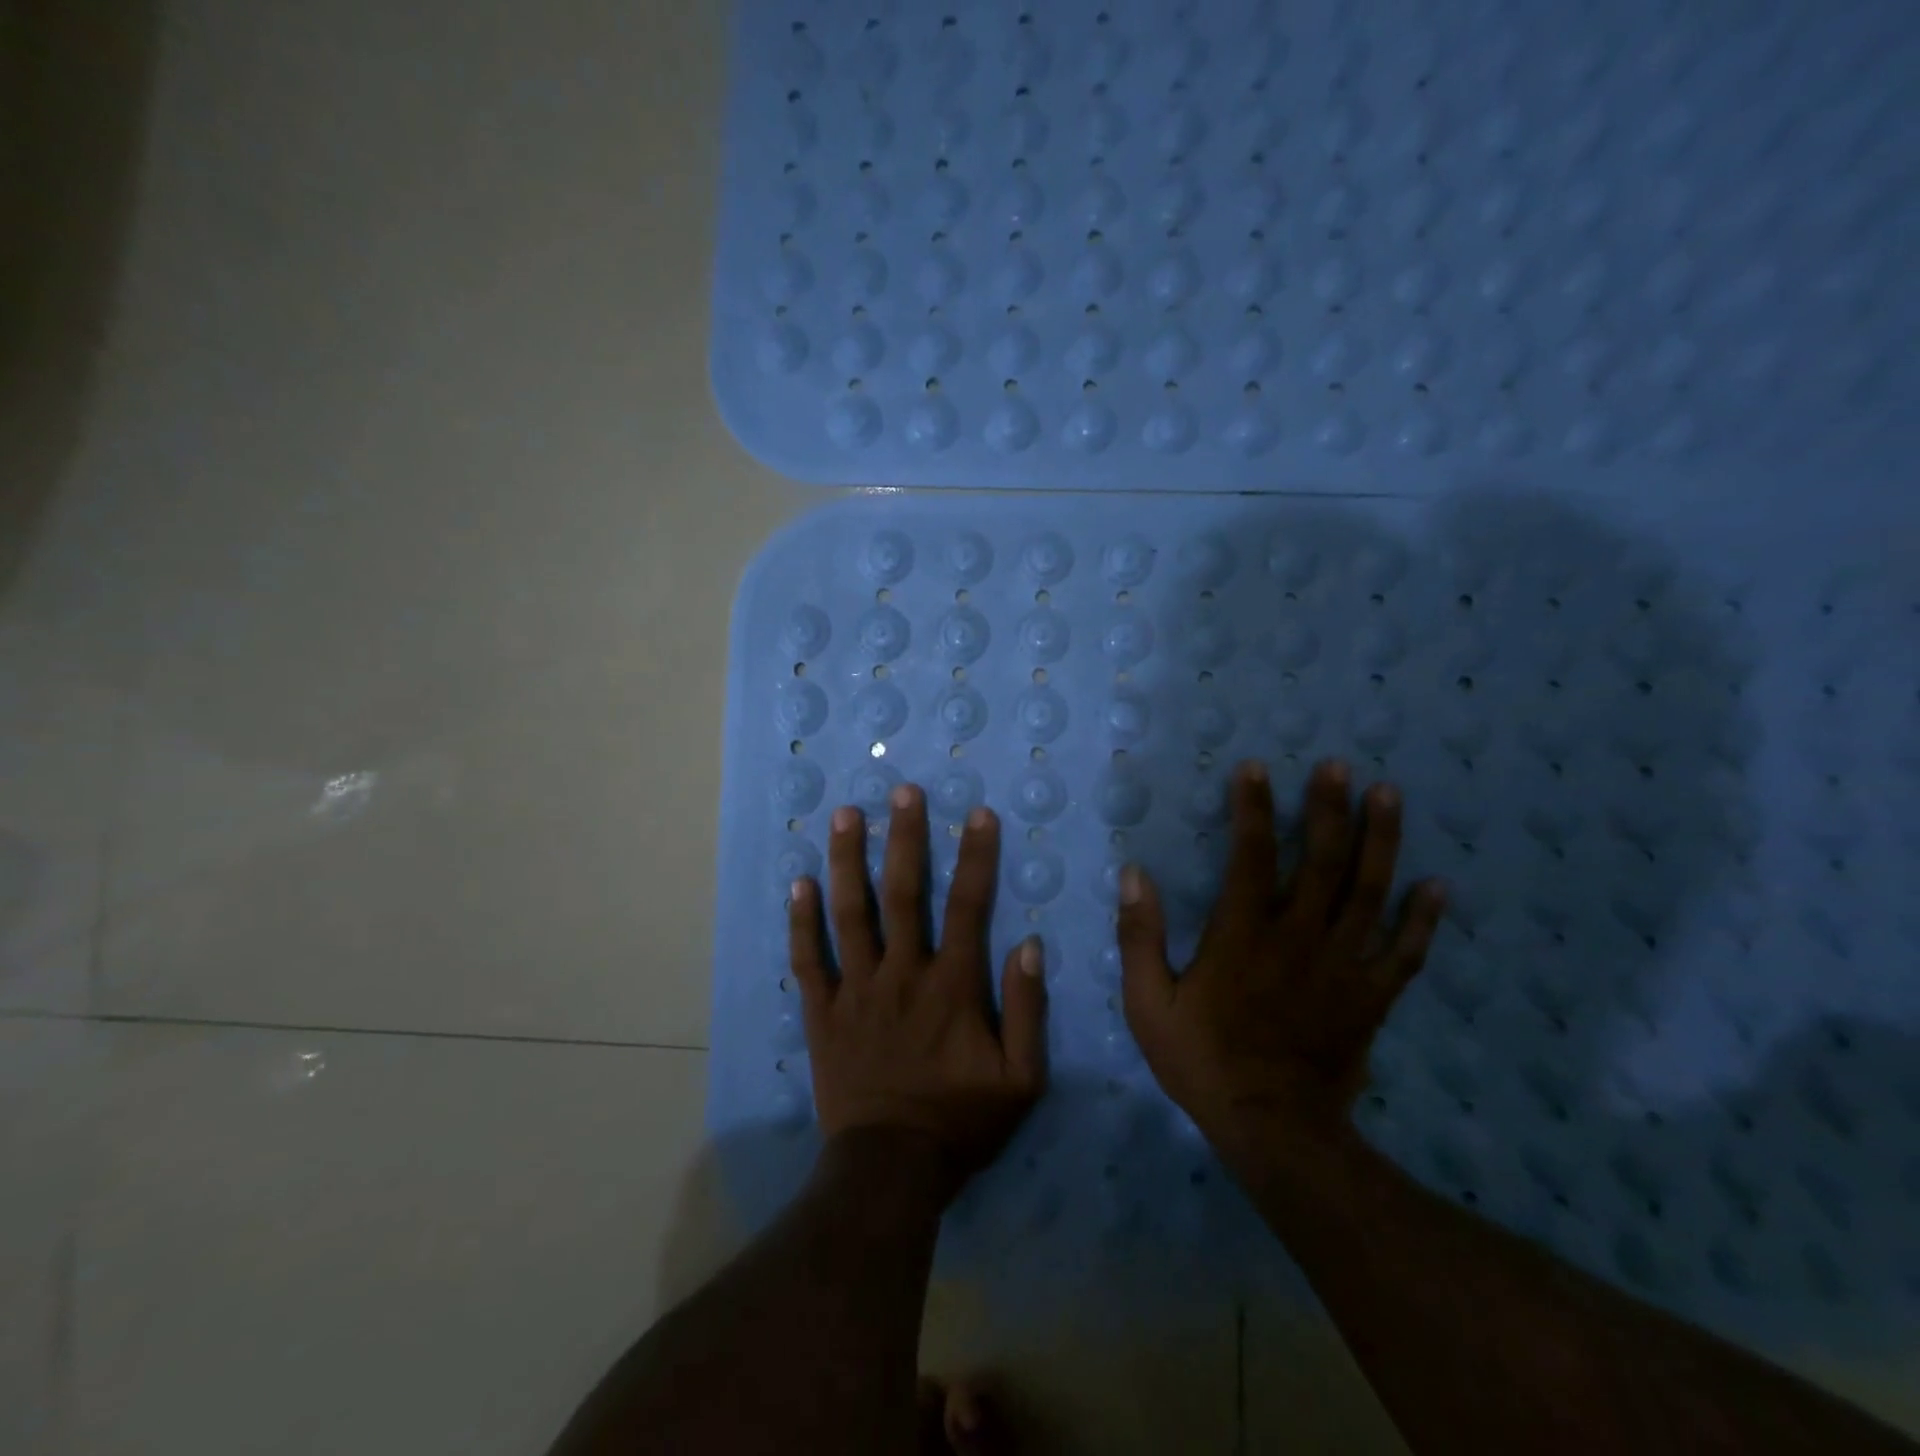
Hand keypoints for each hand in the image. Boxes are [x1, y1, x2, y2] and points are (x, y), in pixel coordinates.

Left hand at [788, 785, 1047, 1196]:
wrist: (891, 1169)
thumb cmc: (960, 1121)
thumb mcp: (1020, 1078)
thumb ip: (1027, 1009)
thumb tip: (1029, 945)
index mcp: (950, 985)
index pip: (967, 906)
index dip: (975, 857)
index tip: (978, 813)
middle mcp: (900, 973)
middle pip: (902, 894)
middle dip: (904, 838)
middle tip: (902, 791)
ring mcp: (856, 990)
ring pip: (849, 914)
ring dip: (846, 862)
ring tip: (844, 816)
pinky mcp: (823, 1012)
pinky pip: (809, 960)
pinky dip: (801, 922)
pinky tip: (797, 884)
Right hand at [1118, 758, 1446, 1153]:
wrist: (1272, 1130)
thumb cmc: (1202, 1060)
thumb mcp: (1148, 1003)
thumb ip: (1140, 936)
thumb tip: (1134, 875)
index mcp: (1242, 935)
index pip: (1251, 856)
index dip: (1253, 809)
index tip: (1255, 768)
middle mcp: (1298, 939)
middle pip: (1322, 862)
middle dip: (1329, 809)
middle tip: (1337, 766)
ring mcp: (1343, 967)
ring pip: (1369, 893)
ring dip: (1380, 841)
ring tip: (1389, 796)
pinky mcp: (1371, 998)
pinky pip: (1404, 952)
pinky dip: (1422, 918)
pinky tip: (1437, 886)